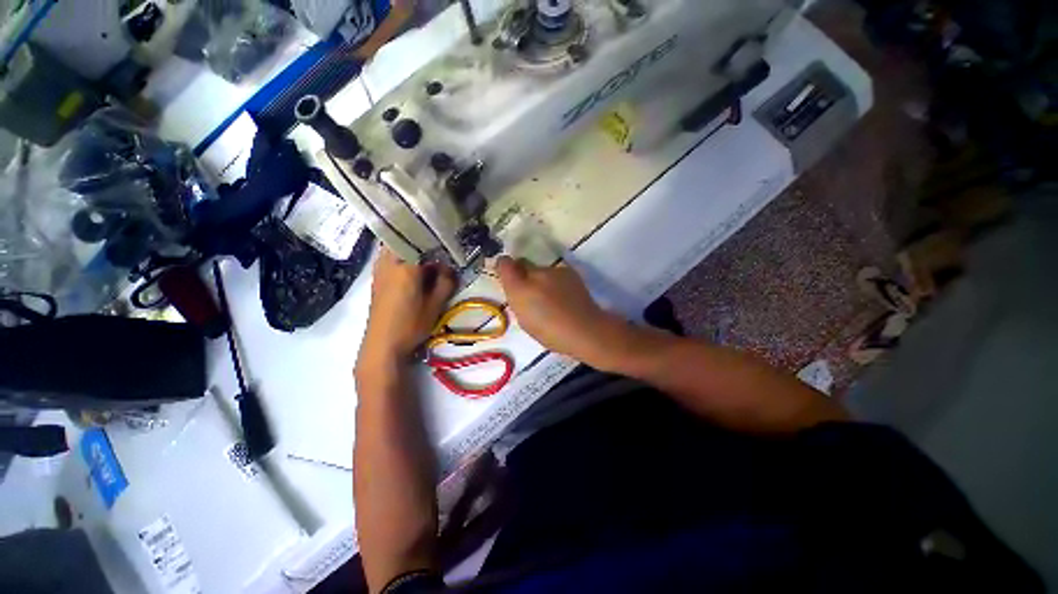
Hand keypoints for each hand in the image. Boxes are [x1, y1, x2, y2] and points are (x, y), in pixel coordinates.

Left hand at [359, 249, 455, 365]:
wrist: (382, 345)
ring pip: (398, 246)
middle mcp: (388, 260)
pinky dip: (406, 256)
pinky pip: (392, 256)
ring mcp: (380, 267)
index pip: (422, 238)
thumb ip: (446, 281)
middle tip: (442, 246)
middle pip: (407, 238)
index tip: (451, 240)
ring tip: (432, 256)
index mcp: (404, 263)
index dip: (438, 237)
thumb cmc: (411, 324)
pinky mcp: (378, 277)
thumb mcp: (435, 304)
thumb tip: (450, 267)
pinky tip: (417, 268)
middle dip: (425, 239)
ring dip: (414, 247)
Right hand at [496, 256, 619, 363]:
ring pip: (541, 270)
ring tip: (552, 298)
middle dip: (523, 275)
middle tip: (530, 292)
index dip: (504, 268)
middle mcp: (535, 274)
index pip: (505, 264)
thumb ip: (517, 300)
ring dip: (541, 280)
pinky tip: (564, 296)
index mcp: (519, 289)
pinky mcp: (569, 272)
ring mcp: (554, 271)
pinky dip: (556, 282)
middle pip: (523, 264)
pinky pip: (556, 274)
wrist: (585, 330)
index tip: (508, 277)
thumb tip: (516, 289)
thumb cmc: (551, 333)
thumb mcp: (525, 321)